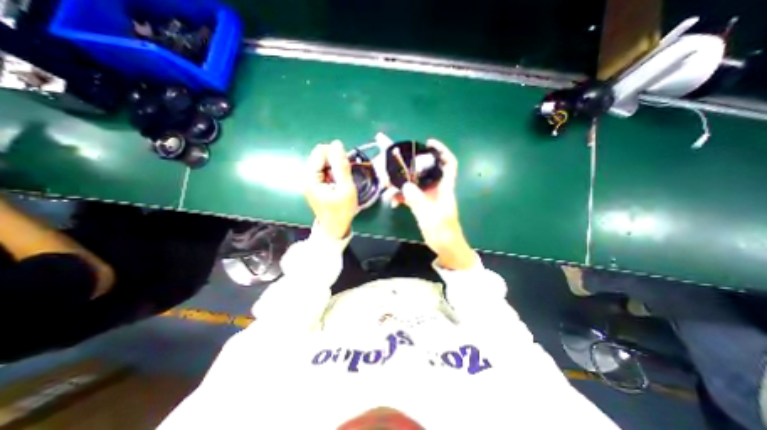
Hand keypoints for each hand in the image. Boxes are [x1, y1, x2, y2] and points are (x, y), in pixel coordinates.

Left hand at [305, 139, 358, 238]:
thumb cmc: (341, 211)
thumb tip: (337, 144)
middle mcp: (307, 177)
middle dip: (335, 161)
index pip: (320, 152)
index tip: (346, 166)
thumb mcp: (346, 189)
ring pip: (323, 163)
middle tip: (345, 175)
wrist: (334, 229)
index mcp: (311, 178)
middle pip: (320, 157)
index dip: (335, 154)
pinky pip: (325, 171)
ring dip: (335, 168)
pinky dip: (334, 173)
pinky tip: (339, 183)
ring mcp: (311, 181)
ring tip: (343, 181)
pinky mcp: (315, 185)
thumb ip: (342, 167)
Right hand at [399, 140, 476, 269]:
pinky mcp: (421, 204)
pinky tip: (392, 202)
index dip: (441, 150)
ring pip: (413, 183)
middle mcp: (436, 188)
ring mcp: (427, 196)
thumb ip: (418, 201)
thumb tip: (404, 186)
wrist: (445, 246)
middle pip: (423, 170)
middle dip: (408, 165)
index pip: (448, 163)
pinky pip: (409, 195)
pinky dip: (400, 196)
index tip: (428, 143)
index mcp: (445, 187)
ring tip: (387, 188)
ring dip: (400, 184)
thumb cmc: (443, 232)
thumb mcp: (430, 216)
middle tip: (391, 163)